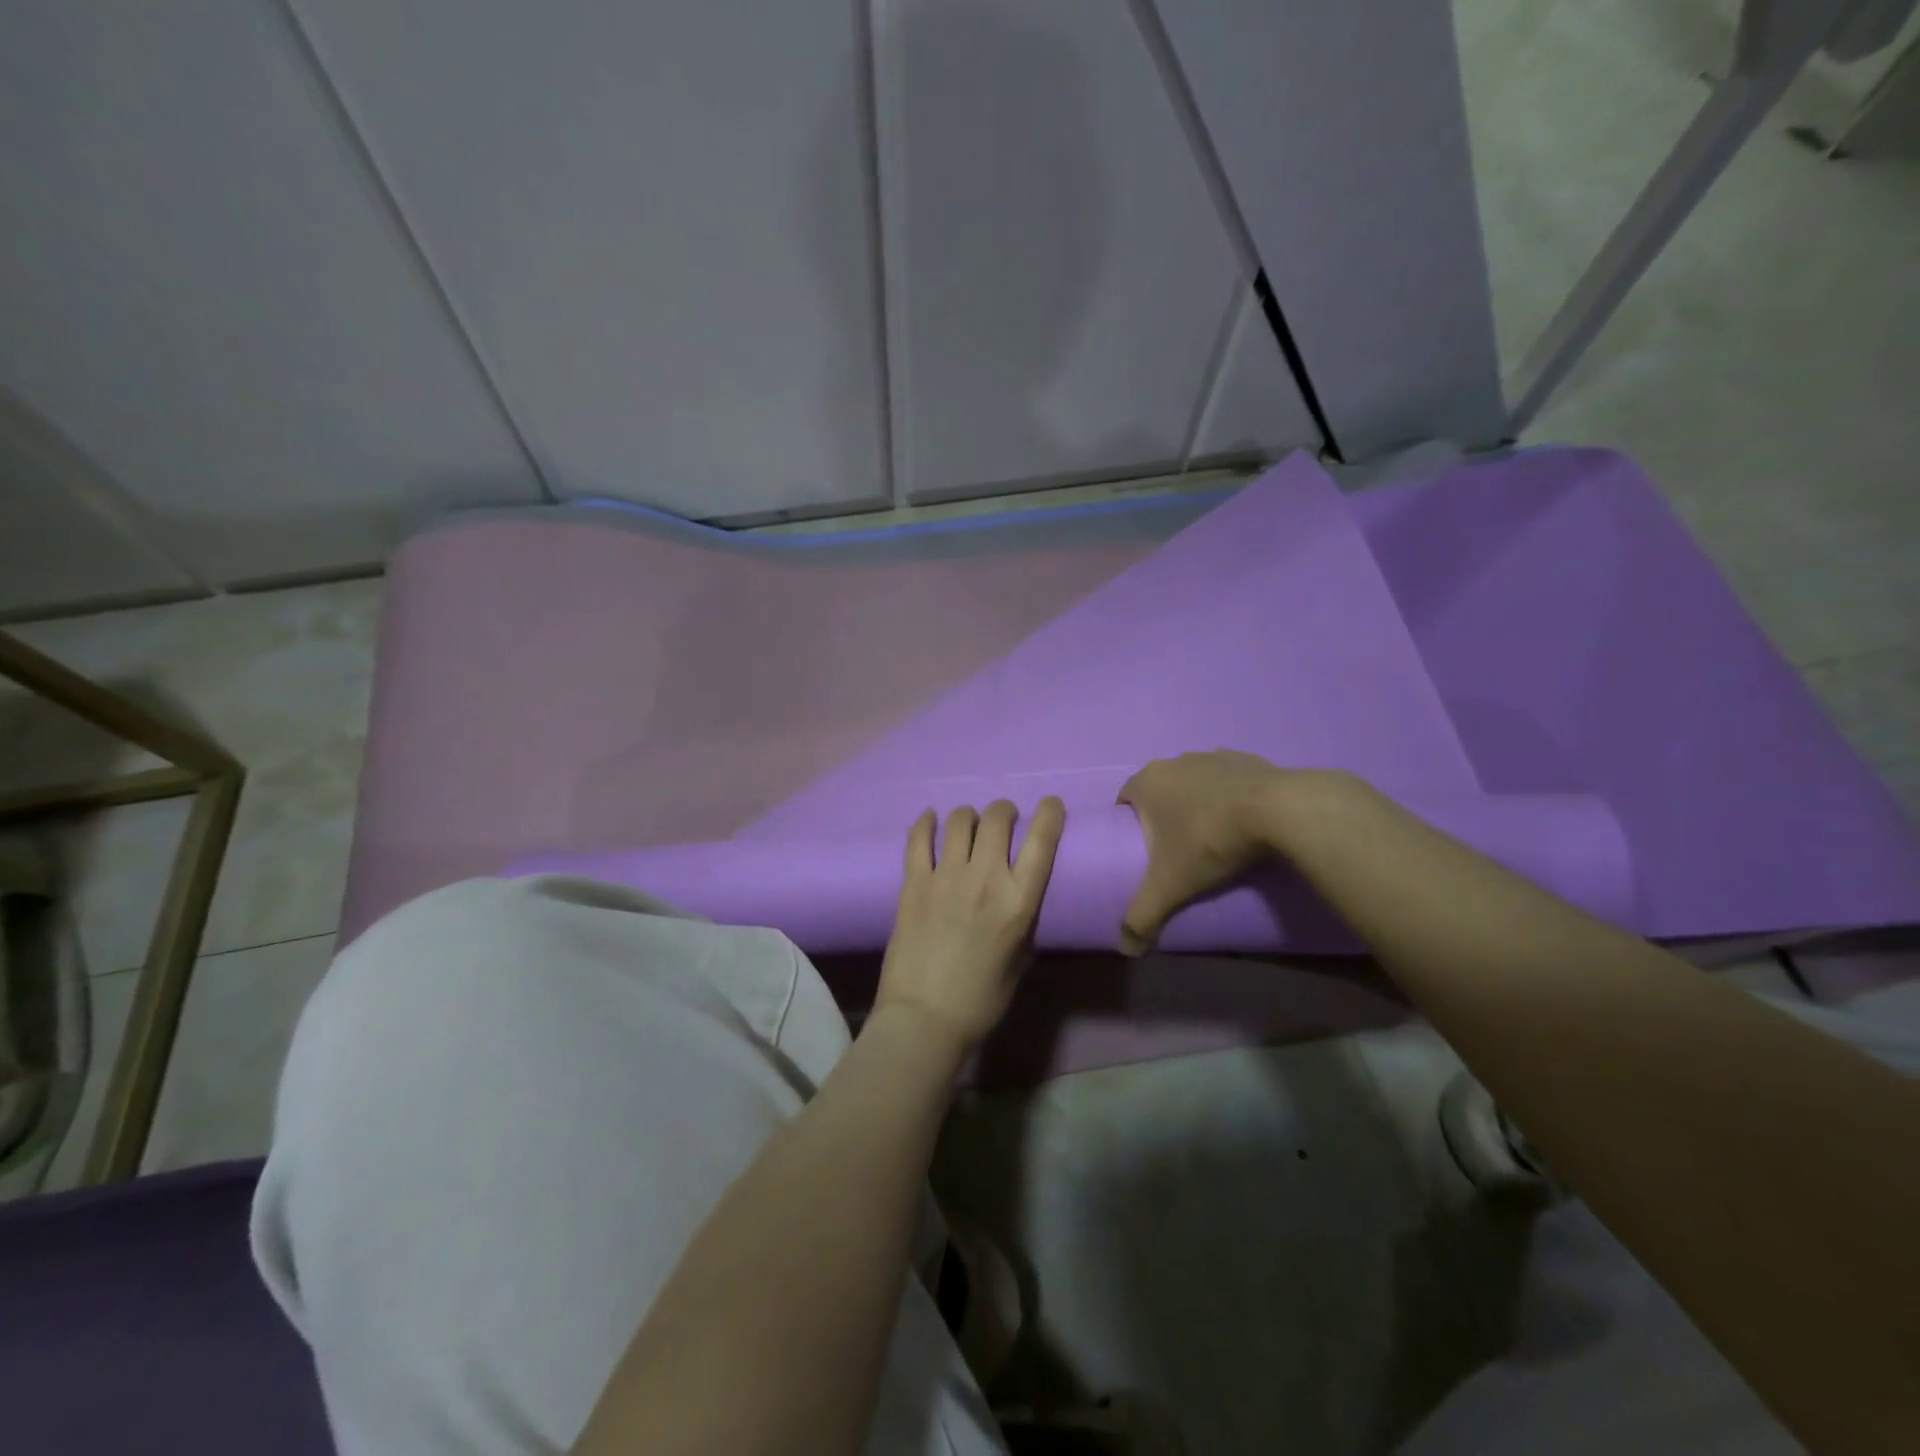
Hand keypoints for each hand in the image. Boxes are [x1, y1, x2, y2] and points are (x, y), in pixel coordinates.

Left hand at [876, 799, 1065, 1050]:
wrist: (924, 1019)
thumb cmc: (980, 1000)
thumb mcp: (1020, 961)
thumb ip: (1023, 923)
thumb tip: (1019, 900)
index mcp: (1019, 902)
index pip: (1042, 840)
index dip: (1050, 813)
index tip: (1051, 804)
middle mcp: (986, 879)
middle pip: (998, 818)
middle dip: (1005, 811)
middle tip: (1004, 820)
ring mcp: (946, 877)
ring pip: (960, 820)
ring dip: (969, 816)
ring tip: (969, 825)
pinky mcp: (913, 883)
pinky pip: (918, 839)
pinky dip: (926, 823)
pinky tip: (930, 820)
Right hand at [1116, 751, 1296, 953]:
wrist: (1280, 811)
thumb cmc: (1210, 840)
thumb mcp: (1169, 886)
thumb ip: (1142, 917)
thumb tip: (1126, 950)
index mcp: (1147, 781)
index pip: (1124, 801)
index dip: (1129, 826)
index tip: (1143, 852)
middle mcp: (1174, 761)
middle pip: (1159, 791)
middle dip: (1164, 816)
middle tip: (1176, 851)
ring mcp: (1212, 756)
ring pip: (1193, 783)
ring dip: (1197, 804)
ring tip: (1212, 838)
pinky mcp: (1247, 759)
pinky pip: (1228, 780)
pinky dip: (1230, 798)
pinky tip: (1243, 822)